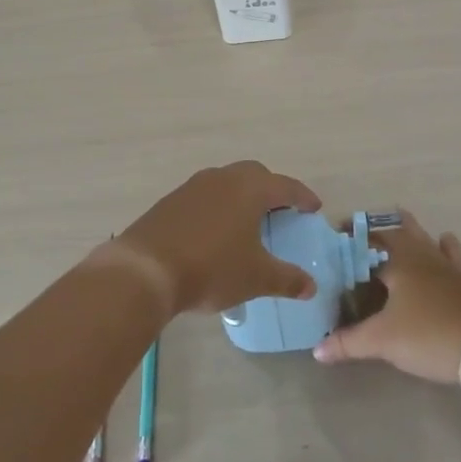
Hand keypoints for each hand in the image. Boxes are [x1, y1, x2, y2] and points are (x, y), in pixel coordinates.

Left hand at [112, 161, 320, 317]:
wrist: (146, 269)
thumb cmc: (212, 268)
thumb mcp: (256, 278)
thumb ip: (287, 279)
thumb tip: (310, 286)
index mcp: (249, 189)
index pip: (285, 186)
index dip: (303, 197)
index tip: (314, 208)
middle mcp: (222, 178)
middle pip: (254, 175)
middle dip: (271, 189)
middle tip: (281, 210)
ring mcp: (193, 187)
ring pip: (226, 183)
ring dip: (242, 197)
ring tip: (249, 221)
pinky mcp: (171, 201)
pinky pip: (204, 196)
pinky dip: (218, 207)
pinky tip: (216, 232)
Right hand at [313, 210, 460, 382]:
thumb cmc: (427, 336)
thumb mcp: (381, 341)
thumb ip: (347, 343)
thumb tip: (317, 350)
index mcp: (400, 263)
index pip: (369, 243)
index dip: (351, 239)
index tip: (335, 237)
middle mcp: (423, 256)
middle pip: (400, 232)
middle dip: (379, 231)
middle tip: (362, 238)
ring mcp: (449, 267)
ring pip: (427, 239)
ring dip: (412, 232)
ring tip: (399, 228)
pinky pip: (455, 256)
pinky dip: (446, 247)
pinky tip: (445, 242)